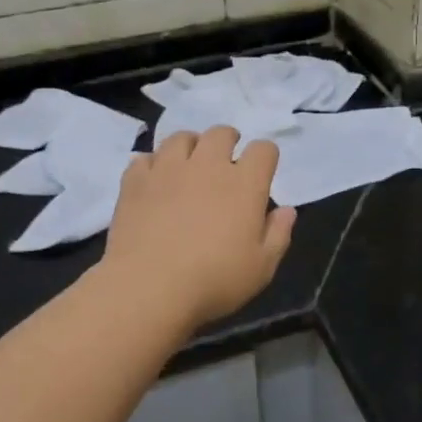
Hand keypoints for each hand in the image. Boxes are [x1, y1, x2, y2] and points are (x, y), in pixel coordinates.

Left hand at [100, 127, 295, 330]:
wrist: (147, 288)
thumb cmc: (214, 280)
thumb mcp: (261, 267)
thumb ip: (278, 234)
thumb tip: (286, 210)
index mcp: (245, 184)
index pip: (263, 149)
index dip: (266, 157)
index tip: (262, 172)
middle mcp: (207, 165)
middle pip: (221, 133)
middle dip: (228, 141)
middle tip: (226, 162)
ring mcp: (168, 170)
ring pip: (181, 137)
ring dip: (190, 146)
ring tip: (189, 165)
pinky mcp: (135, 181)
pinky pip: (144, 158)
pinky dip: (152, 165)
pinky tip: (155, 182)